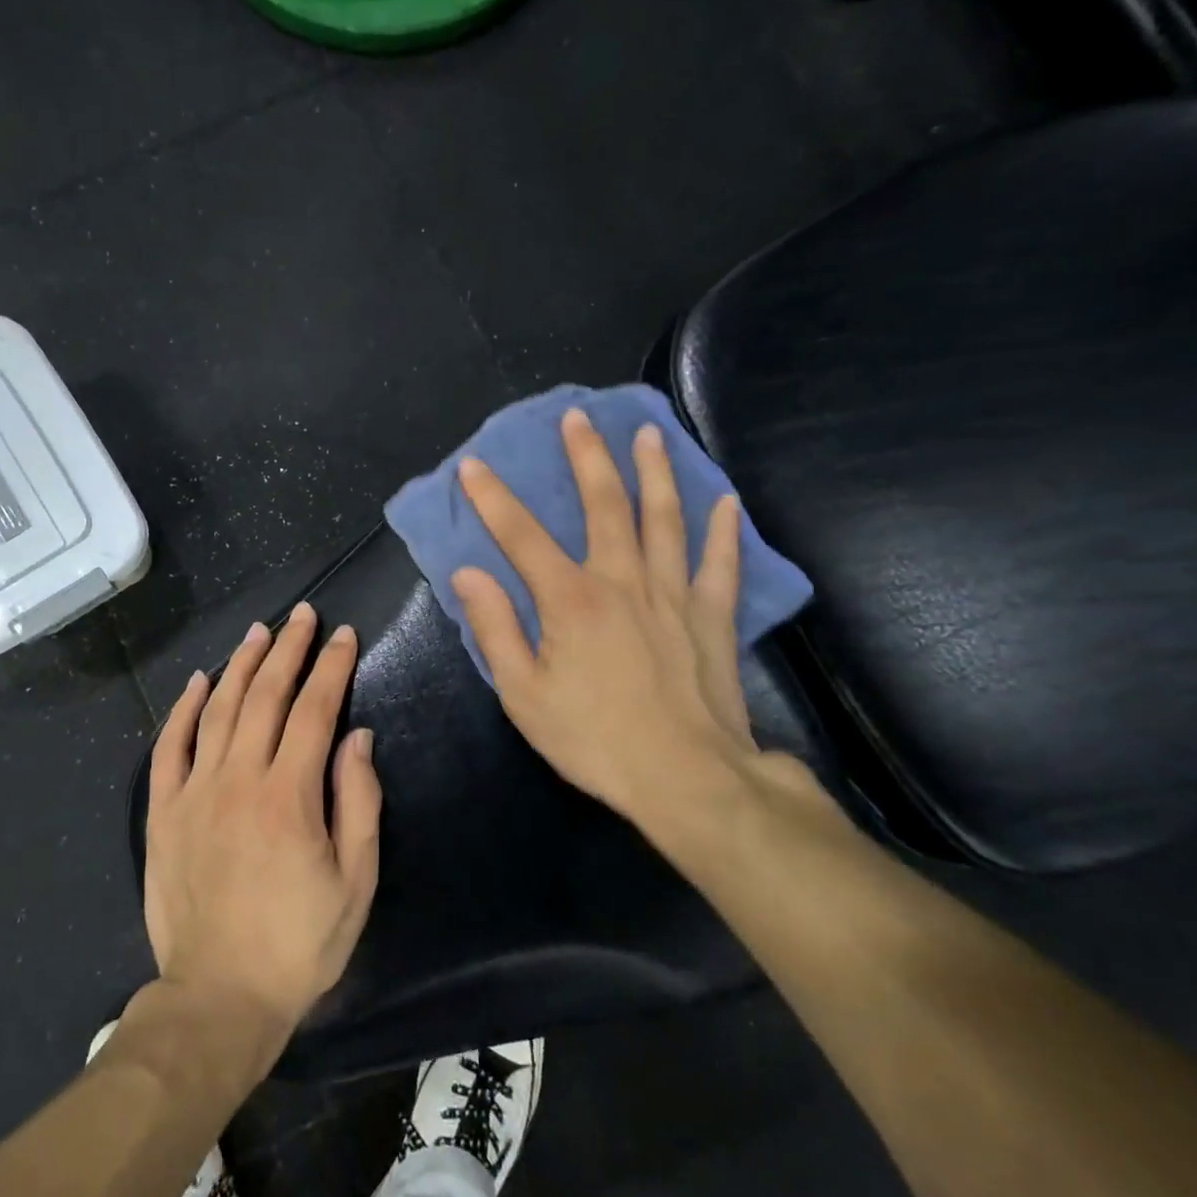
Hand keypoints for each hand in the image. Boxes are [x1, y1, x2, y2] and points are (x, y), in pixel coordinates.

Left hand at [144, 603, 381, 1036]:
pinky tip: (197, 681)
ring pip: (218, 709)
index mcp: (290, 795)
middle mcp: (239, 779)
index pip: (315, 710)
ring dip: (241, 664)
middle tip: (304, 615)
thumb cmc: (298, 945)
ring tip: (260, 631)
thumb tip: (357, 736)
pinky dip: (183, 708)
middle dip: (289, 649)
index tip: (344, 635)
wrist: (217, 997)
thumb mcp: (355, 882)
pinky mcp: (163, 811)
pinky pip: (170, 746)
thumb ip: (358, 802)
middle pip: (266, 696)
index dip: (332, 667)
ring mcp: (195, 791)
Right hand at [451, 408, 766, 849]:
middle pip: (605, 505)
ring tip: (649, 434)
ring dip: (655, 472)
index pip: (522, 536)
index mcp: (570, 599)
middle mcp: (623, 580)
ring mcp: (674, 594)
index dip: (493, 498)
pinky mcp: (712, 617)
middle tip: (578, 418)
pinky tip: (726, 501)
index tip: (473, 465)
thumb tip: (470, 573)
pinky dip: (724, 531)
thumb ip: (495, 628)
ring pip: (665, 518)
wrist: (687, 778)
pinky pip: (721, 563)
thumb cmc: (594, 739)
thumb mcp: (523, 693)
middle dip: (587, 457)